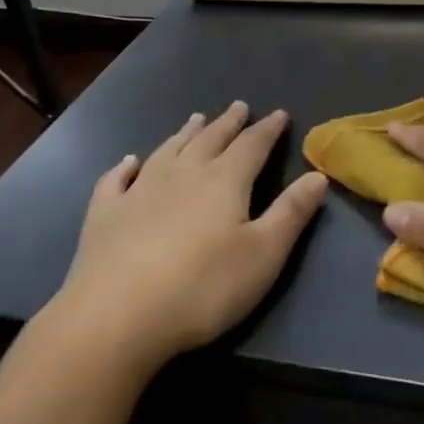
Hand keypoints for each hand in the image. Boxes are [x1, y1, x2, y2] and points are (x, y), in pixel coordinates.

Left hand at [49, 102, 326, 370]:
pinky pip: (116, 180)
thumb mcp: (263, 254)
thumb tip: (318, 174)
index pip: (252, 145)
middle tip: (238, 107)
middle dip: (228, 123)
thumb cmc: (203, 288)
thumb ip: (291, 213)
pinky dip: (125, 167)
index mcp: (224, 181)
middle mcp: (183, 174)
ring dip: (184, 134)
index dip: (268, 129)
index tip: (279, 114)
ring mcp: (139, 191)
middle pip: (210, 140)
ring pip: (168, 151)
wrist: (117, 316)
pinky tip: (129, 162)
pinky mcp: (105, 214)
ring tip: (196, 119)